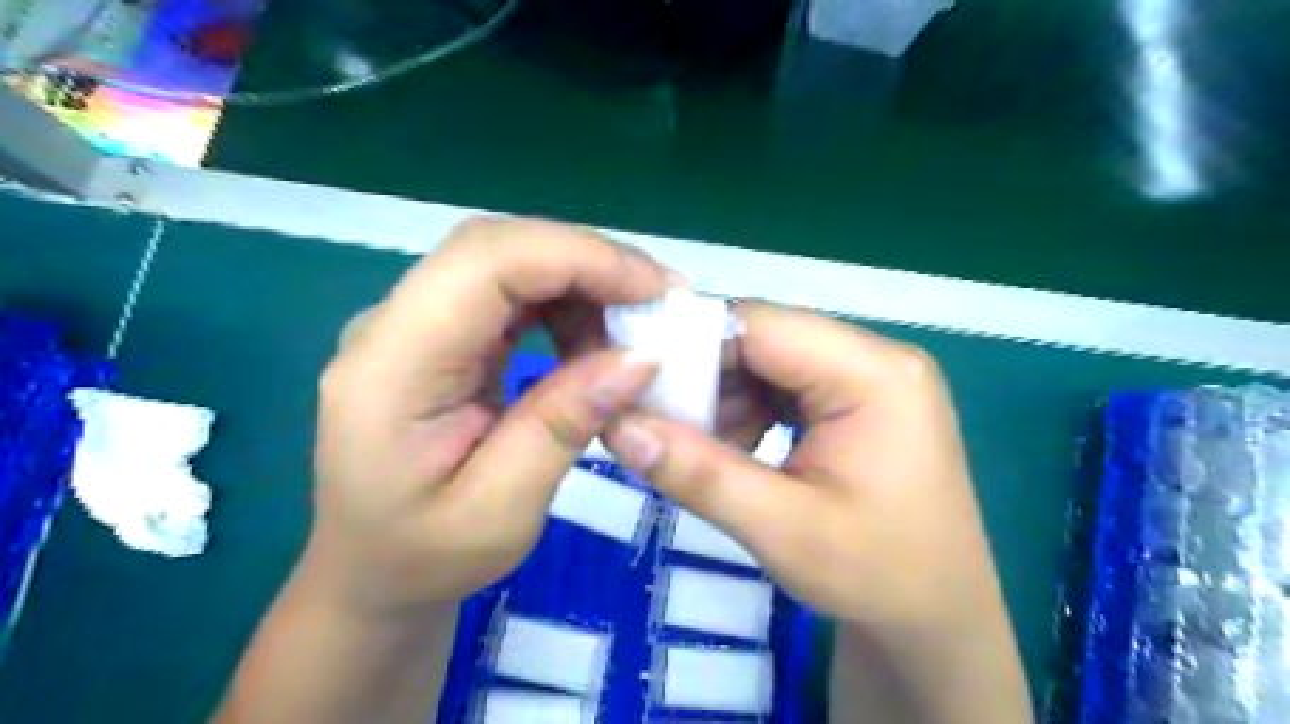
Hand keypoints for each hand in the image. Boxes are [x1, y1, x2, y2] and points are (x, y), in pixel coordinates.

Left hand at [304, 215, 663, 616]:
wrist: (371, 570)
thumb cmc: (426, 556)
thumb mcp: (503, 511)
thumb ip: (564, 425)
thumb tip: (641, 356)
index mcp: (391, 367)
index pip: (485, 262)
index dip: (578, 258)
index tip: (654, 291)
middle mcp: (393, 324)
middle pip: (497, 247)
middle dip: (589, 261)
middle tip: (659, 302)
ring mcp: (415, 323)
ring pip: (508, 260)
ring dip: (581, 281)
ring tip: (632, 328)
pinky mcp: (441, 332)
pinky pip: (510, 292)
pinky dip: (565, 302)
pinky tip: (594, 339)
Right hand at [599, 303, 1036, 723]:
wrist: (935, 620)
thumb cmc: (875, 577)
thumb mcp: (780, 529)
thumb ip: (697, 472)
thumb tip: (615, 425)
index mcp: (876, 374)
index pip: (762, 325)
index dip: (693, 346)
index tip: (640, 386)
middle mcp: (878, 358)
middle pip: (766, 337)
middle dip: (709, 378)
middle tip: (667, 426)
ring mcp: (872, 376)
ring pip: (771, 359)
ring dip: (727, 396)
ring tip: (705, 449)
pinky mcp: (861, 398)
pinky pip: (787, 382)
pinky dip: (751, 408)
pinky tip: (739, 449)